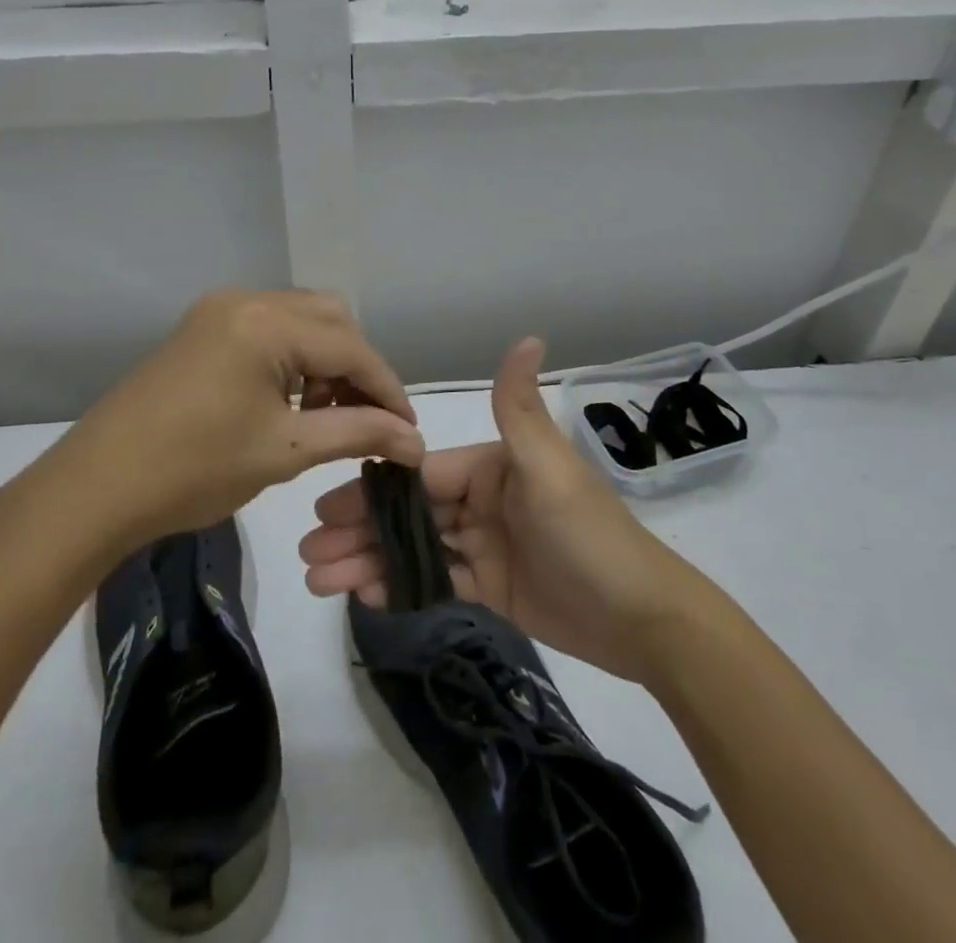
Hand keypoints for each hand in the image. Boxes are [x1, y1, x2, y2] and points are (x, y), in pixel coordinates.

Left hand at [22, 289, 424, 555]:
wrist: (95, 488)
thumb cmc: (193, 470)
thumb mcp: (285, 450)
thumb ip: (358, 432)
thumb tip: (415, 441)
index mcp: (266, 322)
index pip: (351, 346)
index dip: (386, 389)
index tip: (409, 432)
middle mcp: (245, 299)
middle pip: (330, 318)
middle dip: (356, 367)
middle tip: (365, 420)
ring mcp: (219, 310)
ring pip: (300, 320)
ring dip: (324, 361)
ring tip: (325, 416)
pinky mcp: (202, 328)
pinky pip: (268, 330)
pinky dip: (291, 360)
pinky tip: (289, 402)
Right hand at [299, 336, 690, 681]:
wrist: (646, 622)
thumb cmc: (591, 537)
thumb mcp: (550, 470)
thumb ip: (519, 409)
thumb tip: (529, 334)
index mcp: (491, 466)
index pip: (419, 473)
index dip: (372, 489)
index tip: (324, 506)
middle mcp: (483, 498)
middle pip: (408, 512)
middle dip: (359, 529)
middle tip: (308, 552)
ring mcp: (485, 544)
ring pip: (415, 548)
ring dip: (368, 561)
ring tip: (319, 581)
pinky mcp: (491, 586)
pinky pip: (436, 582)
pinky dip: (399, 587)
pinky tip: (363, 596)